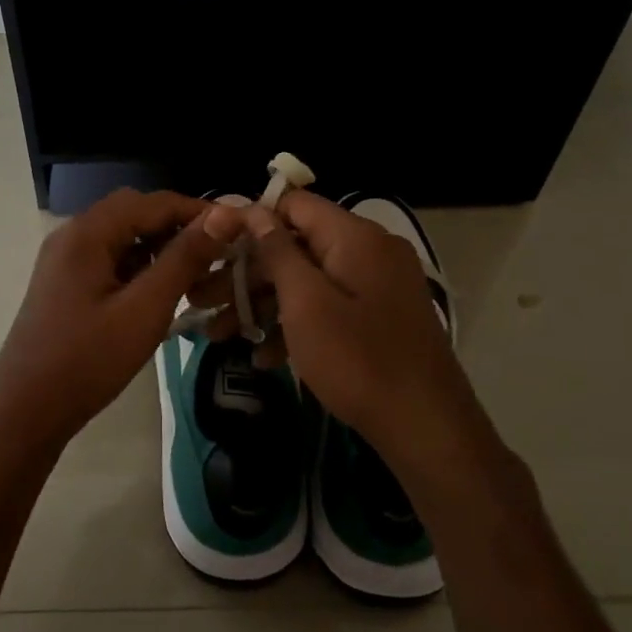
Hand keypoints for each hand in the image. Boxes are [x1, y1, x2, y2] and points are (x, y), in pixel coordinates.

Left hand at [0, 190, 246, 456]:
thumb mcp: (144, 309)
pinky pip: (109, 259)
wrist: (25, 412)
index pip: (153, 201)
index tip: (236, 231)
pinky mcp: (65, 283)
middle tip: (216, 255)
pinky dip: (139, 266)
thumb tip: (223, 216)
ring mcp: (65, 260)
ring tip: (196, 276)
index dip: (197, 211)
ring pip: (122, 237)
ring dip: (159, 248)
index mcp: (87, 232)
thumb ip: (184, 259)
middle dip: (177, 228)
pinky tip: (161, 293)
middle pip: (135, 213)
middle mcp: (72, 235)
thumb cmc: (87, 360)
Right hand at [192, 191, 484, 481]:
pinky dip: (296, 323)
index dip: (250, 220)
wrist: (426, 426)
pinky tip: (264, 357)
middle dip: (248, 273)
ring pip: (308, 280)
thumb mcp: (306, 303)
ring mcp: (376, 285)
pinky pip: (328, 306)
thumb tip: (254, 209)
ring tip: (220, 335)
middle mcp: (369, 251)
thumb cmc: (358, 360)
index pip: (294, 204)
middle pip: (296, 245)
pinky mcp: (378, 317)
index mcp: (355, 236)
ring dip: (264, 304)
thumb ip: (278, 251)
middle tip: (205, 301)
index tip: (212, 246)